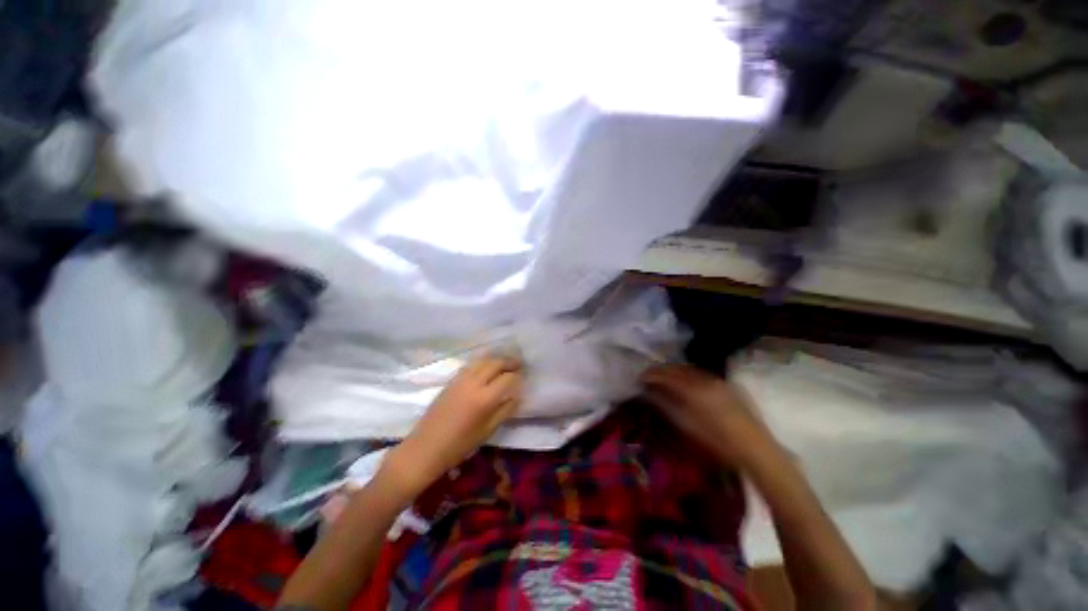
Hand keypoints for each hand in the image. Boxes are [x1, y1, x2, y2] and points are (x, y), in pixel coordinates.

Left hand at [383, 356, 523, 498]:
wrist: (425, 448)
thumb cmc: (459, 446)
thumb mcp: (487, 431)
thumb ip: (504, 410)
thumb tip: (516, 395)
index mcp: (484, 398)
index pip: (508, 379)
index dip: (518, 377)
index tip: (524, 378)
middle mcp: (473, 383)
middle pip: (495, 363)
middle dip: (509, 361)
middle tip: (520, 363)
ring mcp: (461, 379)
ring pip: (483, 360)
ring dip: (496, 359)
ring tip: (505, 362)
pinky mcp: (451, 380)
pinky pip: (471, 364)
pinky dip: (483, 362)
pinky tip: (487, 366)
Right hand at [641, 363, 773, 468]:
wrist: (756, 449)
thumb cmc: (718, 442)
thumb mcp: (687, 425)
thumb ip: (666, 405)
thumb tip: (650, 392)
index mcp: (693, 389)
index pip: (666, 375)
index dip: (651, 375)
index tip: (640, 378)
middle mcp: (705, 379)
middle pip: (677, 368)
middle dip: (660, 370)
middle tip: (648, 376)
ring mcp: (717, 380)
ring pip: (689, 368)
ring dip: (673, 370)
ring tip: (663, 377)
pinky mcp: (726, 385)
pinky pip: (700, 373)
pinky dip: (687, 373)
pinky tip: (684, 380)